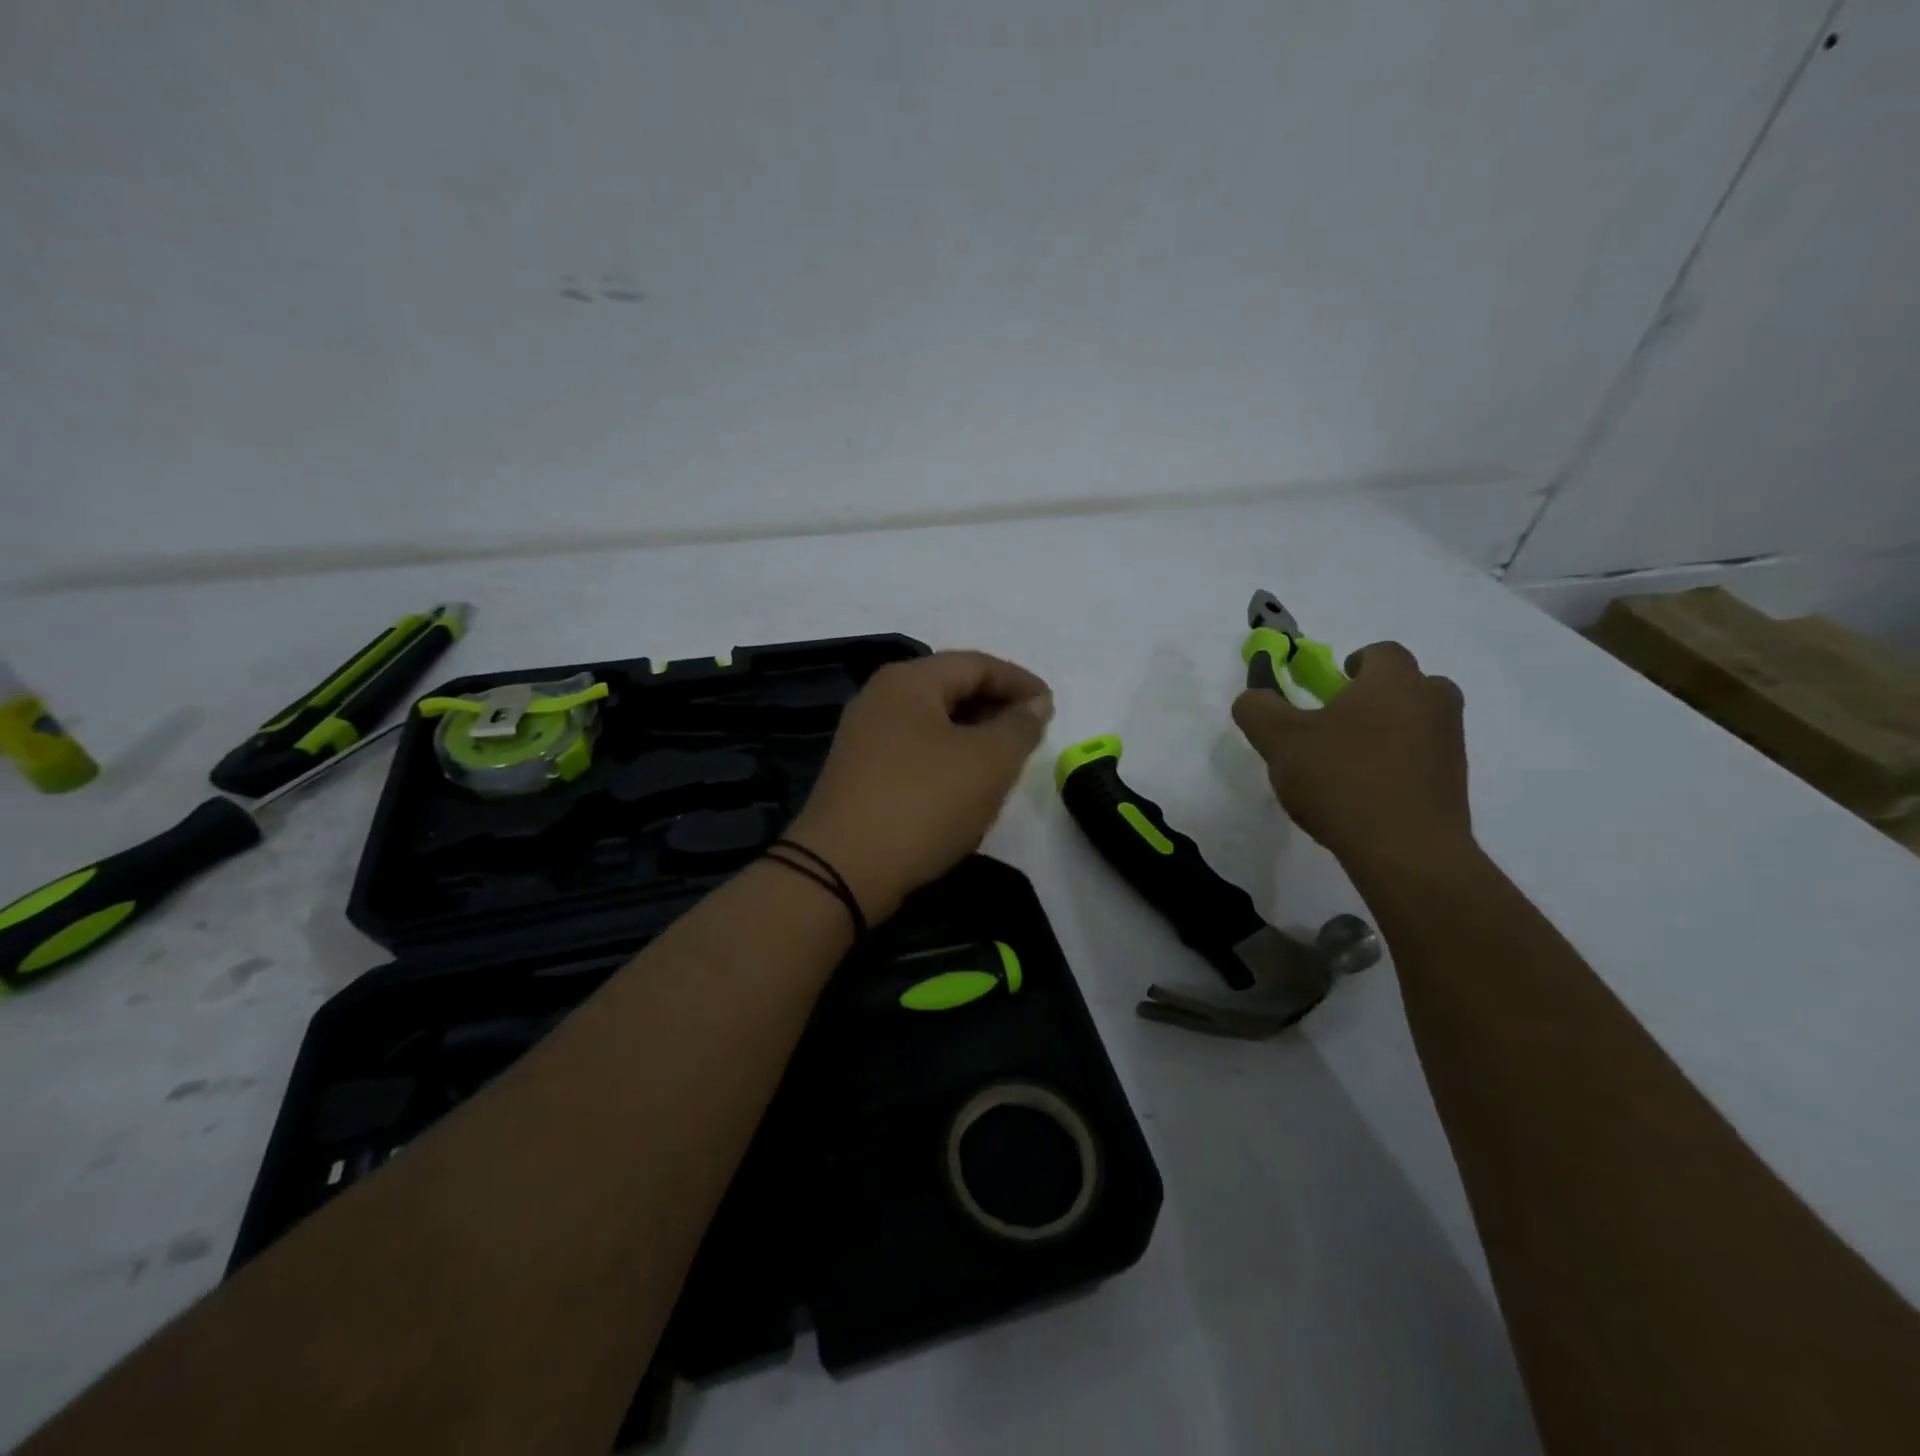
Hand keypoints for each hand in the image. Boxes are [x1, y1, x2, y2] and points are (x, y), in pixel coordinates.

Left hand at [786, 651, 1053, 922]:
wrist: (842, 871)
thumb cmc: (924, 804)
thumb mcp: (988, 763)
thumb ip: (1019, 727)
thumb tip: (1035, 704)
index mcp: (908, 681)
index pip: (976, 664)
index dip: (1019, 681)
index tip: (1051, 706)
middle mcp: (880, 699)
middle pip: (950, 688)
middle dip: (996, 706)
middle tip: (1031, 733)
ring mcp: (863, 737)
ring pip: (932, 722)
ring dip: (973, 734)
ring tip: (1005, 759)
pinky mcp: (858, 773)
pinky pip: (915, 750)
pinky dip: (947, 756)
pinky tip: (965, 784)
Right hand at [1231, 642, 1470, 869]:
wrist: (1407, 850)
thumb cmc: (1341, 779)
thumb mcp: (1280, 741)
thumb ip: (1257, 709)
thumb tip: (1252, 697)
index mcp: (1394, 681)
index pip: (1380, 652)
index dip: (1352, 664)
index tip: (1328, 690)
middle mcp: (1433, 703)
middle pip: (1407, 685)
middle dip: (1374, 697)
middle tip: (1337, 725)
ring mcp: (1450, 744)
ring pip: (1418, 722)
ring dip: (1388, 733)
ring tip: (1348, 766)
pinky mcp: (1455, 784)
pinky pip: (1423, 759)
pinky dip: (1398, 766)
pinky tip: (1366, 796)